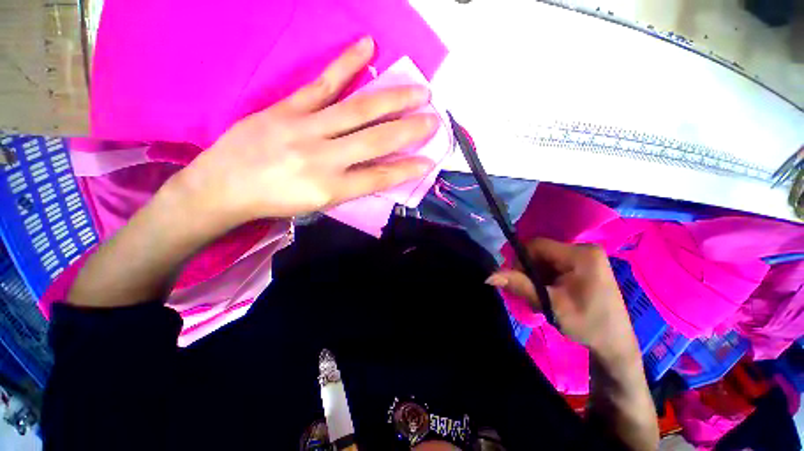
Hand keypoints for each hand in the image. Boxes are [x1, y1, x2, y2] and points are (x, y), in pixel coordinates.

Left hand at [172, 36, 437, 226]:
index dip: (406, 170)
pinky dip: (347, 64)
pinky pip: (323, 84)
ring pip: (358, 110)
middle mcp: (323, 158)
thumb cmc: (277, 201)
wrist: (224, 187)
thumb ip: (351, 186)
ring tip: (419, 90)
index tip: (428, 161)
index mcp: (331, 188)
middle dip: (410, 130)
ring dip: (393, 99)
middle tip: (434, 120)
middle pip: (376, 141)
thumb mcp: (318, 204)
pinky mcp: (287, 108)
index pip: (379, 178)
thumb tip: (379, 171)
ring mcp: (305, 128)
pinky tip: (368, 48)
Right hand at [487, 239, 637, 358]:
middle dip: (529, 271)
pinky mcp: (584, 266)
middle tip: (530, 293)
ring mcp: (585, 257)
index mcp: (580, 254)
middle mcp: (584, 249)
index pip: (536, 245)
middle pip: (540, 252)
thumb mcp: (550, 304)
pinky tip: (550, 294)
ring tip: (541, 297)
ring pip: (545, 259)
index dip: (520, 260)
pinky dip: (545, 278)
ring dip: (536, 276)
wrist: (615, 345)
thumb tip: (489, 275)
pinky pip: (554, 265)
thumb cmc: (588, 325)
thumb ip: (520, 286)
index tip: (517, 281)